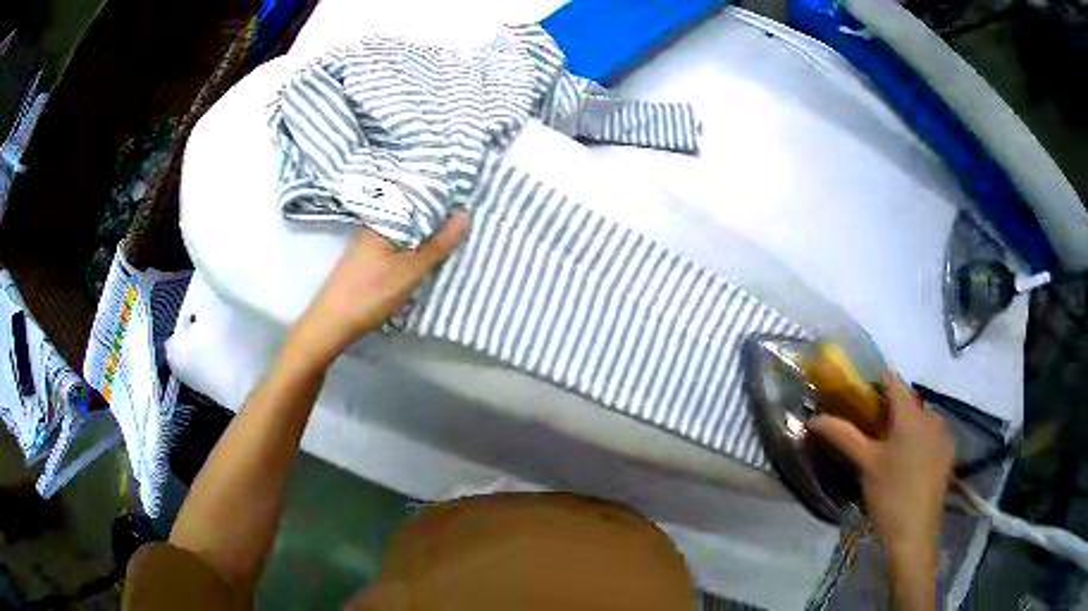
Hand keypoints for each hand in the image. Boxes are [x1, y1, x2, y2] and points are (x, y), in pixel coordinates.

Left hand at [285, 212, 468, 368]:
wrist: (332, 323)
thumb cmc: (372, 292)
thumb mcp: (411, 269)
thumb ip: (438, 243)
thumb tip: (464, 213)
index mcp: (385, 218)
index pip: (419, 196)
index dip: (443, 198)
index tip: (468, 200)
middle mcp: (375, 223)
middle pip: (412, 213)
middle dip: (436, 216)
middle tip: (467, 219)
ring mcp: (369, 241)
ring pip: (405, 230)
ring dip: (425, 233)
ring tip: (452, 234)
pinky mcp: (366, 258)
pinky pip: (396, 243)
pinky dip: (412, 246)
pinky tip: (425, 253)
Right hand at [808, 373, 953, 551]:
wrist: (915, 530)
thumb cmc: (889, 493)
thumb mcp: (865, 463)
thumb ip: (843, 435)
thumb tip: (813, 418)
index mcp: (910, 414)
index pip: (893, 382)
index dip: (876, 383)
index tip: (861, 394)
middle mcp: (931, 415)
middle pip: (908, 401)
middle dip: (891, 409)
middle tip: (872, 429)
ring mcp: (943, 433)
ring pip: (921, 417)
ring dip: (907, 424)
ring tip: (891, 447)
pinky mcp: (948, 451)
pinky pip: (932, 433)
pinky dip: (920, 437)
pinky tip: (910, 460)